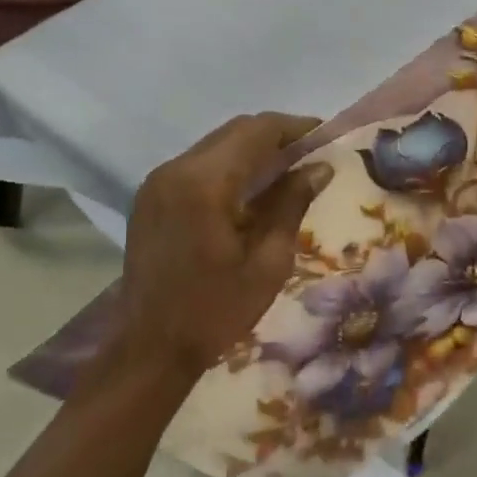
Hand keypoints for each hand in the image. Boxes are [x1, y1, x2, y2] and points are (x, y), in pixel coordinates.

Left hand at [108, 114, 333, 392]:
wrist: (149, 348)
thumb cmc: (215, 312)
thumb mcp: (268, 263)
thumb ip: (291, 205)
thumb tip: (320, 168)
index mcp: (205, 184)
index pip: (257, 131)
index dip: (296, 127)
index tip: (327, 136)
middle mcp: (176, 170)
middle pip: (235, 131)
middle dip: (276, 135)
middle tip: (313, 153)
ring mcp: (158, 181)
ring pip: (216, 144)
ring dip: (253, 149)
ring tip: (289, 169)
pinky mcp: (151, 196)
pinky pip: (198, 164)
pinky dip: (230, 165)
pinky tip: (252, 189)